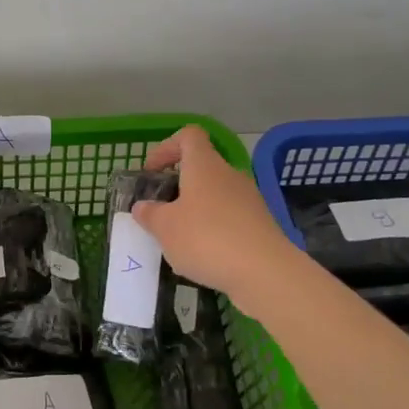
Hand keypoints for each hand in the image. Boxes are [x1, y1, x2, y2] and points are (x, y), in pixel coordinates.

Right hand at [131, 125, 298, 316]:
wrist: (265, 272)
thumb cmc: (207, 239)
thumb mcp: (165, 228)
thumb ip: (149, 214)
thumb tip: (143, 207)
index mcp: (204, 165)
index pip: (188, 135)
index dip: (166, 147)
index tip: (152, 172)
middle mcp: (229, 175)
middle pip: (201, 168)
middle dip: (178, 186)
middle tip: (160, 212)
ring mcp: (249, 199)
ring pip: (214, 195)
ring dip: (194, 211)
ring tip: (178, 240)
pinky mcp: (260, 224)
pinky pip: (229, 218)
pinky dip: (213, 230)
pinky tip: (204, 257)